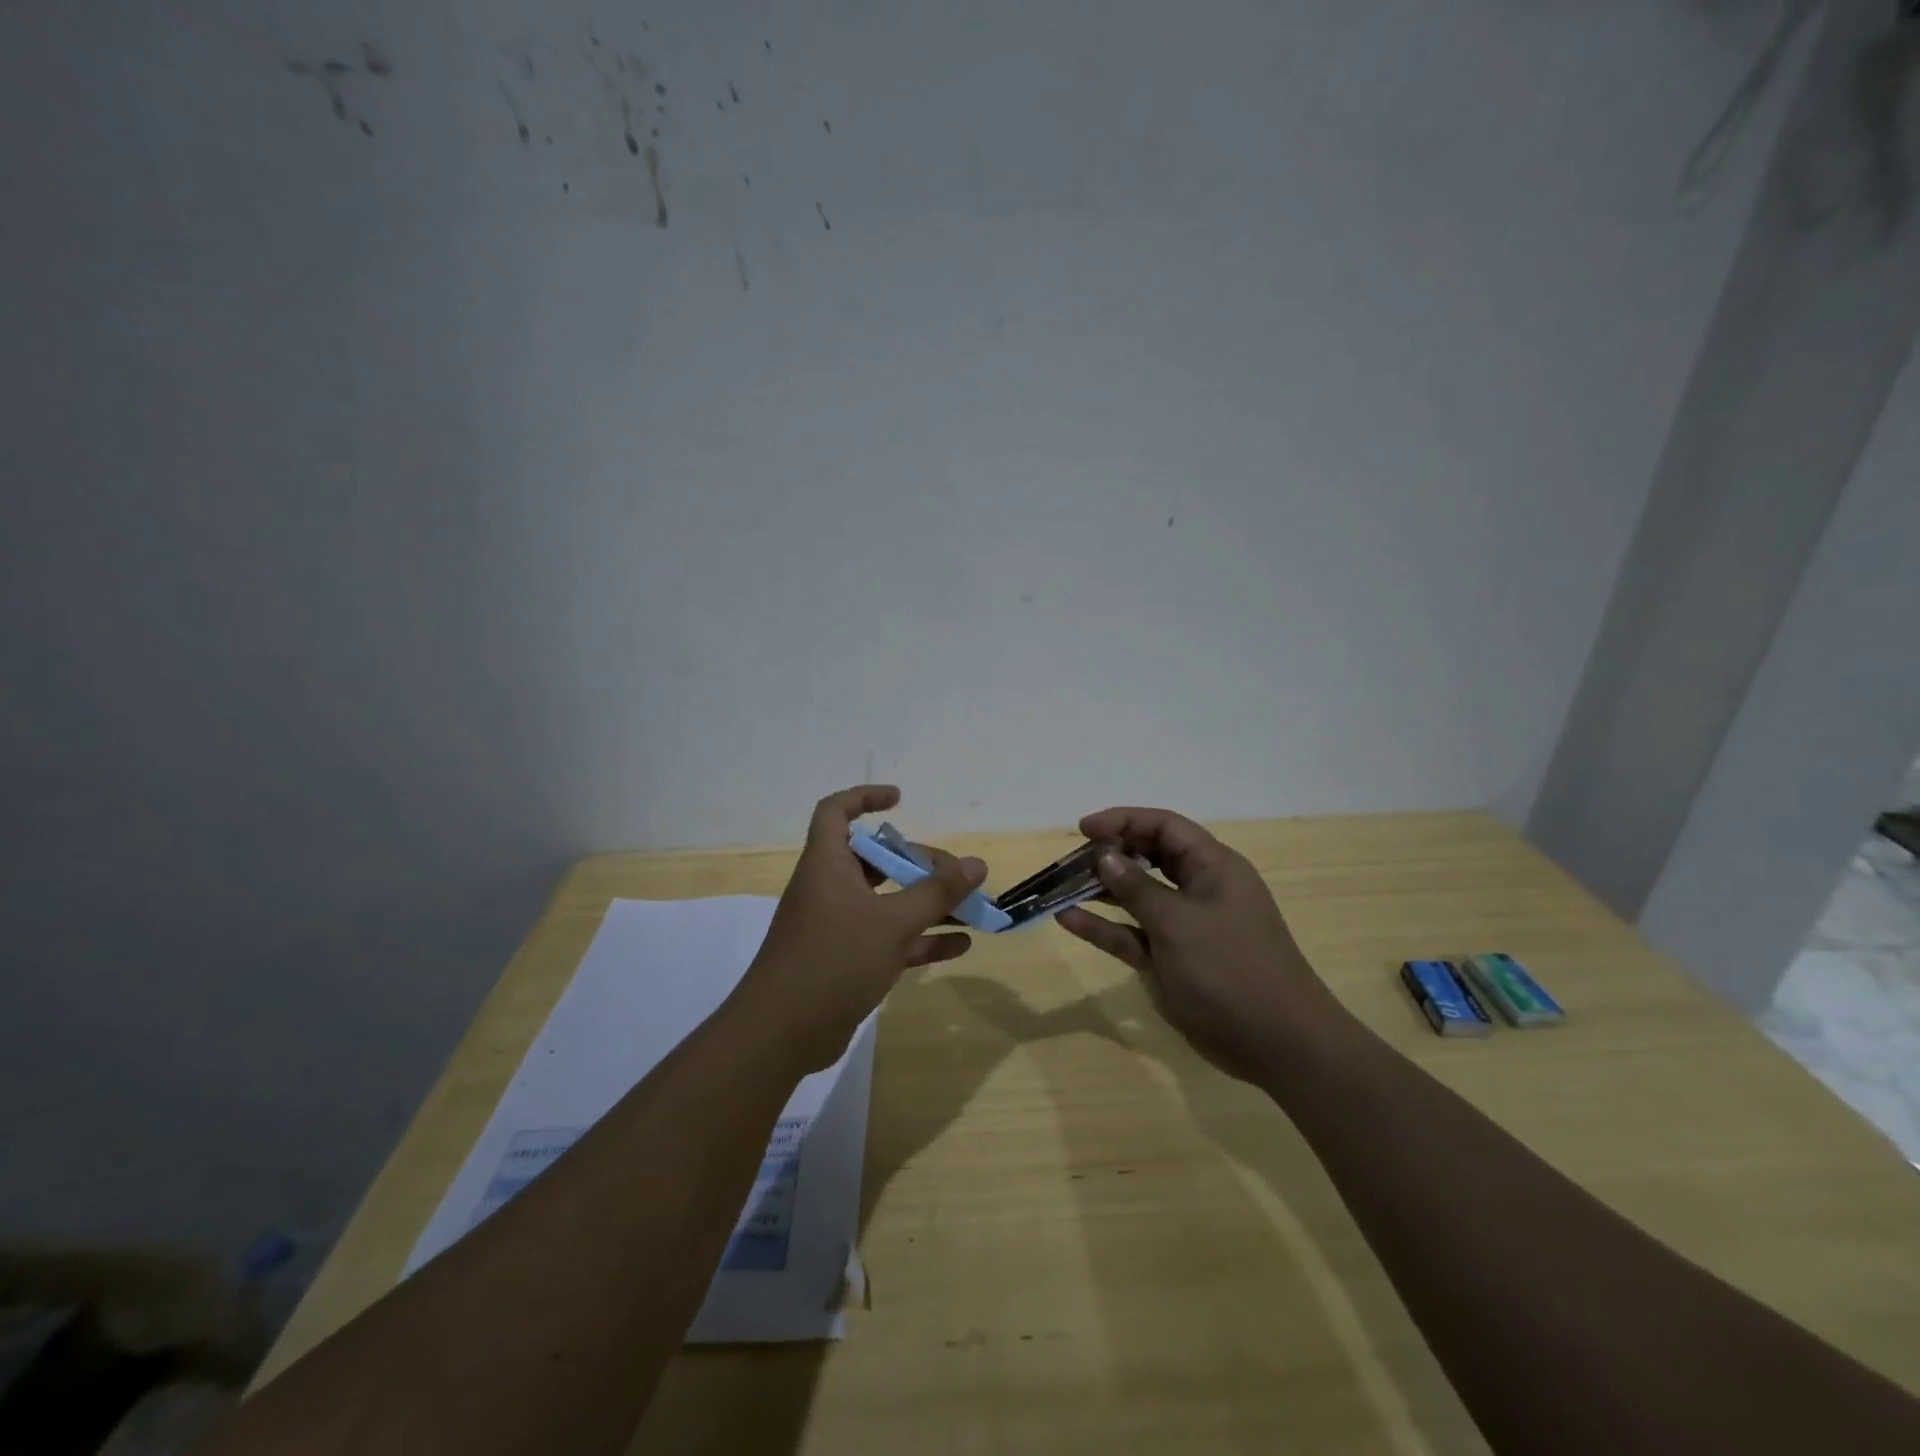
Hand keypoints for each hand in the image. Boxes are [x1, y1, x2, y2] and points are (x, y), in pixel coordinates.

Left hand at [736, 785, 986, 1072]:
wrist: (782, 1034)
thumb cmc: (834, 959)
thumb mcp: (892, 922)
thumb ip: (936, 893)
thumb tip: (976, 864)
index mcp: (827, 864)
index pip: (836, 811)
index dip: (865, 797)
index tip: (901, 800)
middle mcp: (830, 889)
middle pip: (875, 861)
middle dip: (918, 864)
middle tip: (957, 875)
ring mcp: (838, 927)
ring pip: (887, 903)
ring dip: (927, 905)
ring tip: (972, 909)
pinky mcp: (846, 962)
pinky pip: (889, 940)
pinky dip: (921, 940)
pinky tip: (960, 946)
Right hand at [1056, 807, 1336, 1079]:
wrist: (1276, 1043)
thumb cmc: (1230, 969)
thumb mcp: (1178, 922)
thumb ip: (1137, 888)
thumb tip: (1105, 856)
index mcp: (1213, 867)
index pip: (1164, 828)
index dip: (1124, 821)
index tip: (1083, 829)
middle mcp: (1199, 889)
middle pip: (1148, 858)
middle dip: (1110, 854)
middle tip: (1070, 860)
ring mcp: (1185, 927)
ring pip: (1136, 897)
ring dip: (1101, 891)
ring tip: (1061, 886)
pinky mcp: (1172, 960)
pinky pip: (1132, 934)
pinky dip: (1104, 927)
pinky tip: (1069, 920)